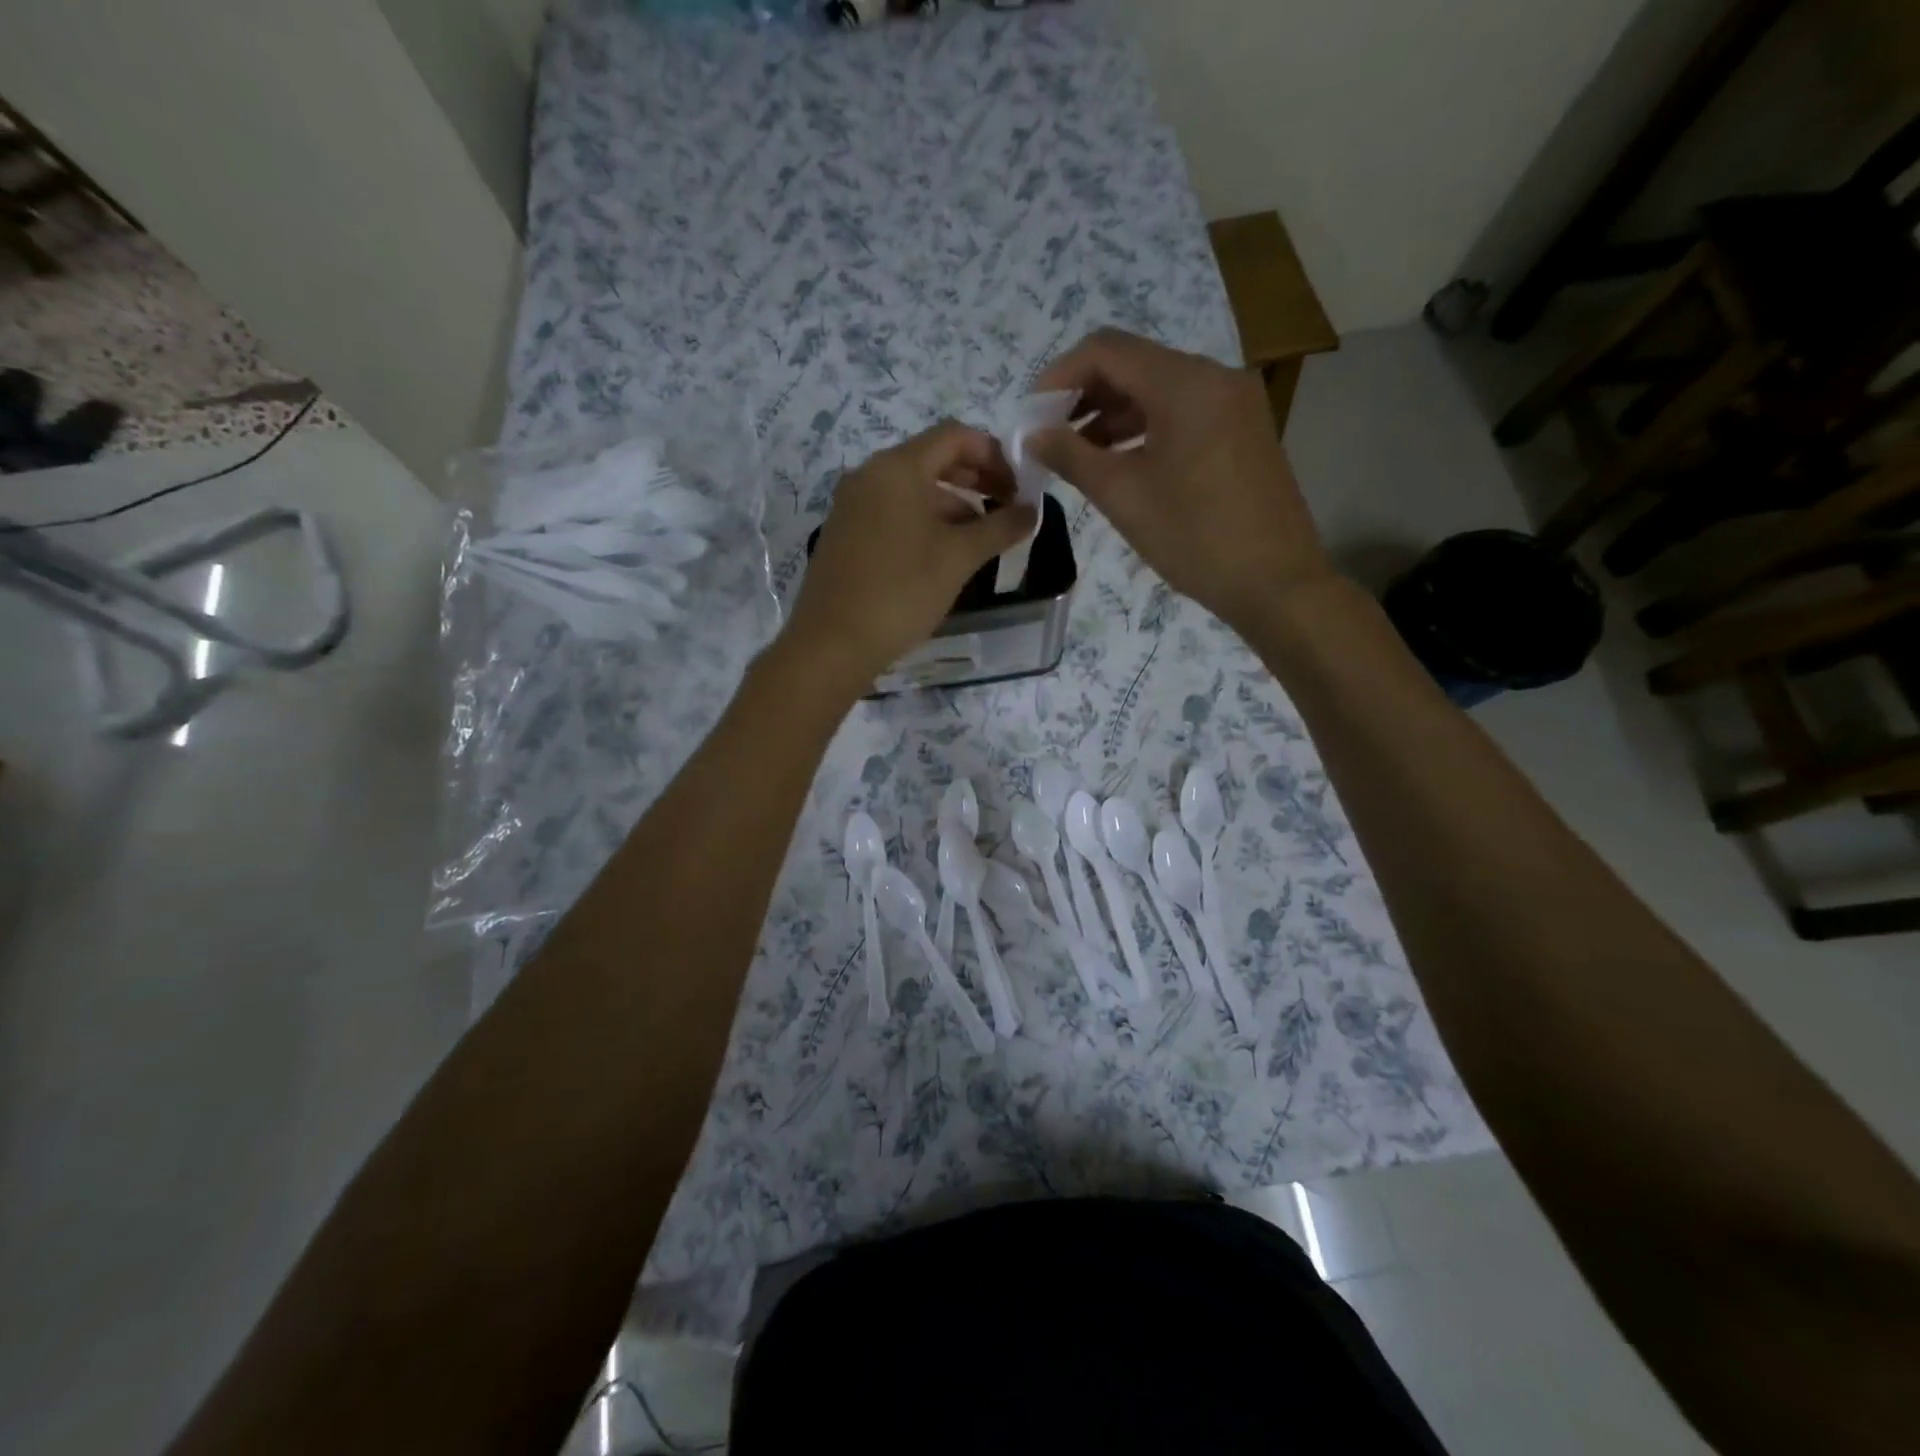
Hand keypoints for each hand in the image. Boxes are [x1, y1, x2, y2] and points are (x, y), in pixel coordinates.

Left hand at [783, 420, 1035, 693]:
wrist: (833, 643)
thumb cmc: (902, 591)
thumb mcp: (959, 558)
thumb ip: (1000, 527)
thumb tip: (1032, 510)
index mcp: (897, 467)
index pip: (955, 436)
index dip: (994, 454)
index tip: (1018, 488)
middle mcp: (869, 475)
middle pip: (932, 459)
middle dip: (974, 479)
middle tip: (1005, 509)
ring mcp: (852, 505)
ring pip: (912, 490)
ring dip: (951, 505)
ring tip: (980, 540)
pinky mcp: (844, 534)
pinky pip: (892, 513)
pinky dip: (923, 522)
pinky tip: (942, 556)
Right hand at [1028, 328, 1333, 630]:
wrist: (1275, 583)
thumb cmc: (1195, 538)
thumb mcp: (1123, 496)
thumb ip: (1072, 456)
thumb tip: (1033, 435)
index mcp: (1186, 383)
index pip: (1107, 350)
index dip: (1059, 375)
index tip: (1031, 414)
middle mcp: (1215, 377)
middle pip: (1134, 364)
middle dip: (1084, 395)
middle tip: (1049, 436)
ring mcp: (1234, 403)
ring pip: (1158, 390)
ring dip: (1112, 414)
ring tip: (1077, 455)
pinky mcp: (1242, 430)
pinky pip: (1182, 412)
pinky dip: (1144, 428)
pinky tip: (1120, 462)